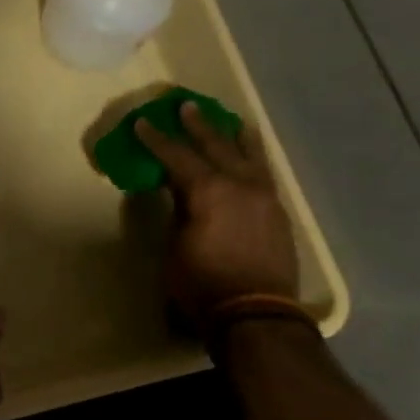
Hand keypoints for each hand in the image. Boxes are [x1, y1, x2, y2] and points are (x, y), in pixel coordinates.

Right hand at [135, 103, 298, 321]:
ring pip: (249, 155)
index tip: (142, 123)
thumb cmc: (202, 285)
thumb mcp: (175, 249)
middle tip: (186, 107)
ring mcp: (264, 196)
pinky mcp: (278, 212)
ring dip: (234, 136)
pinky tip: (250, 157)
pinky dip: (253, 158)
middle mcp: (240, 184)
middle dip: (198, 126)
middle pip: (216, 146)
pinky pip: (264, 173)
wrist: (255, 313)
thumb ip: (178, 214)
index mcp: (208, 191)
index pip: (177, 157)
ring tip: (230, 121)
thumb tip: (180, 195)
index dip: (157, 140)